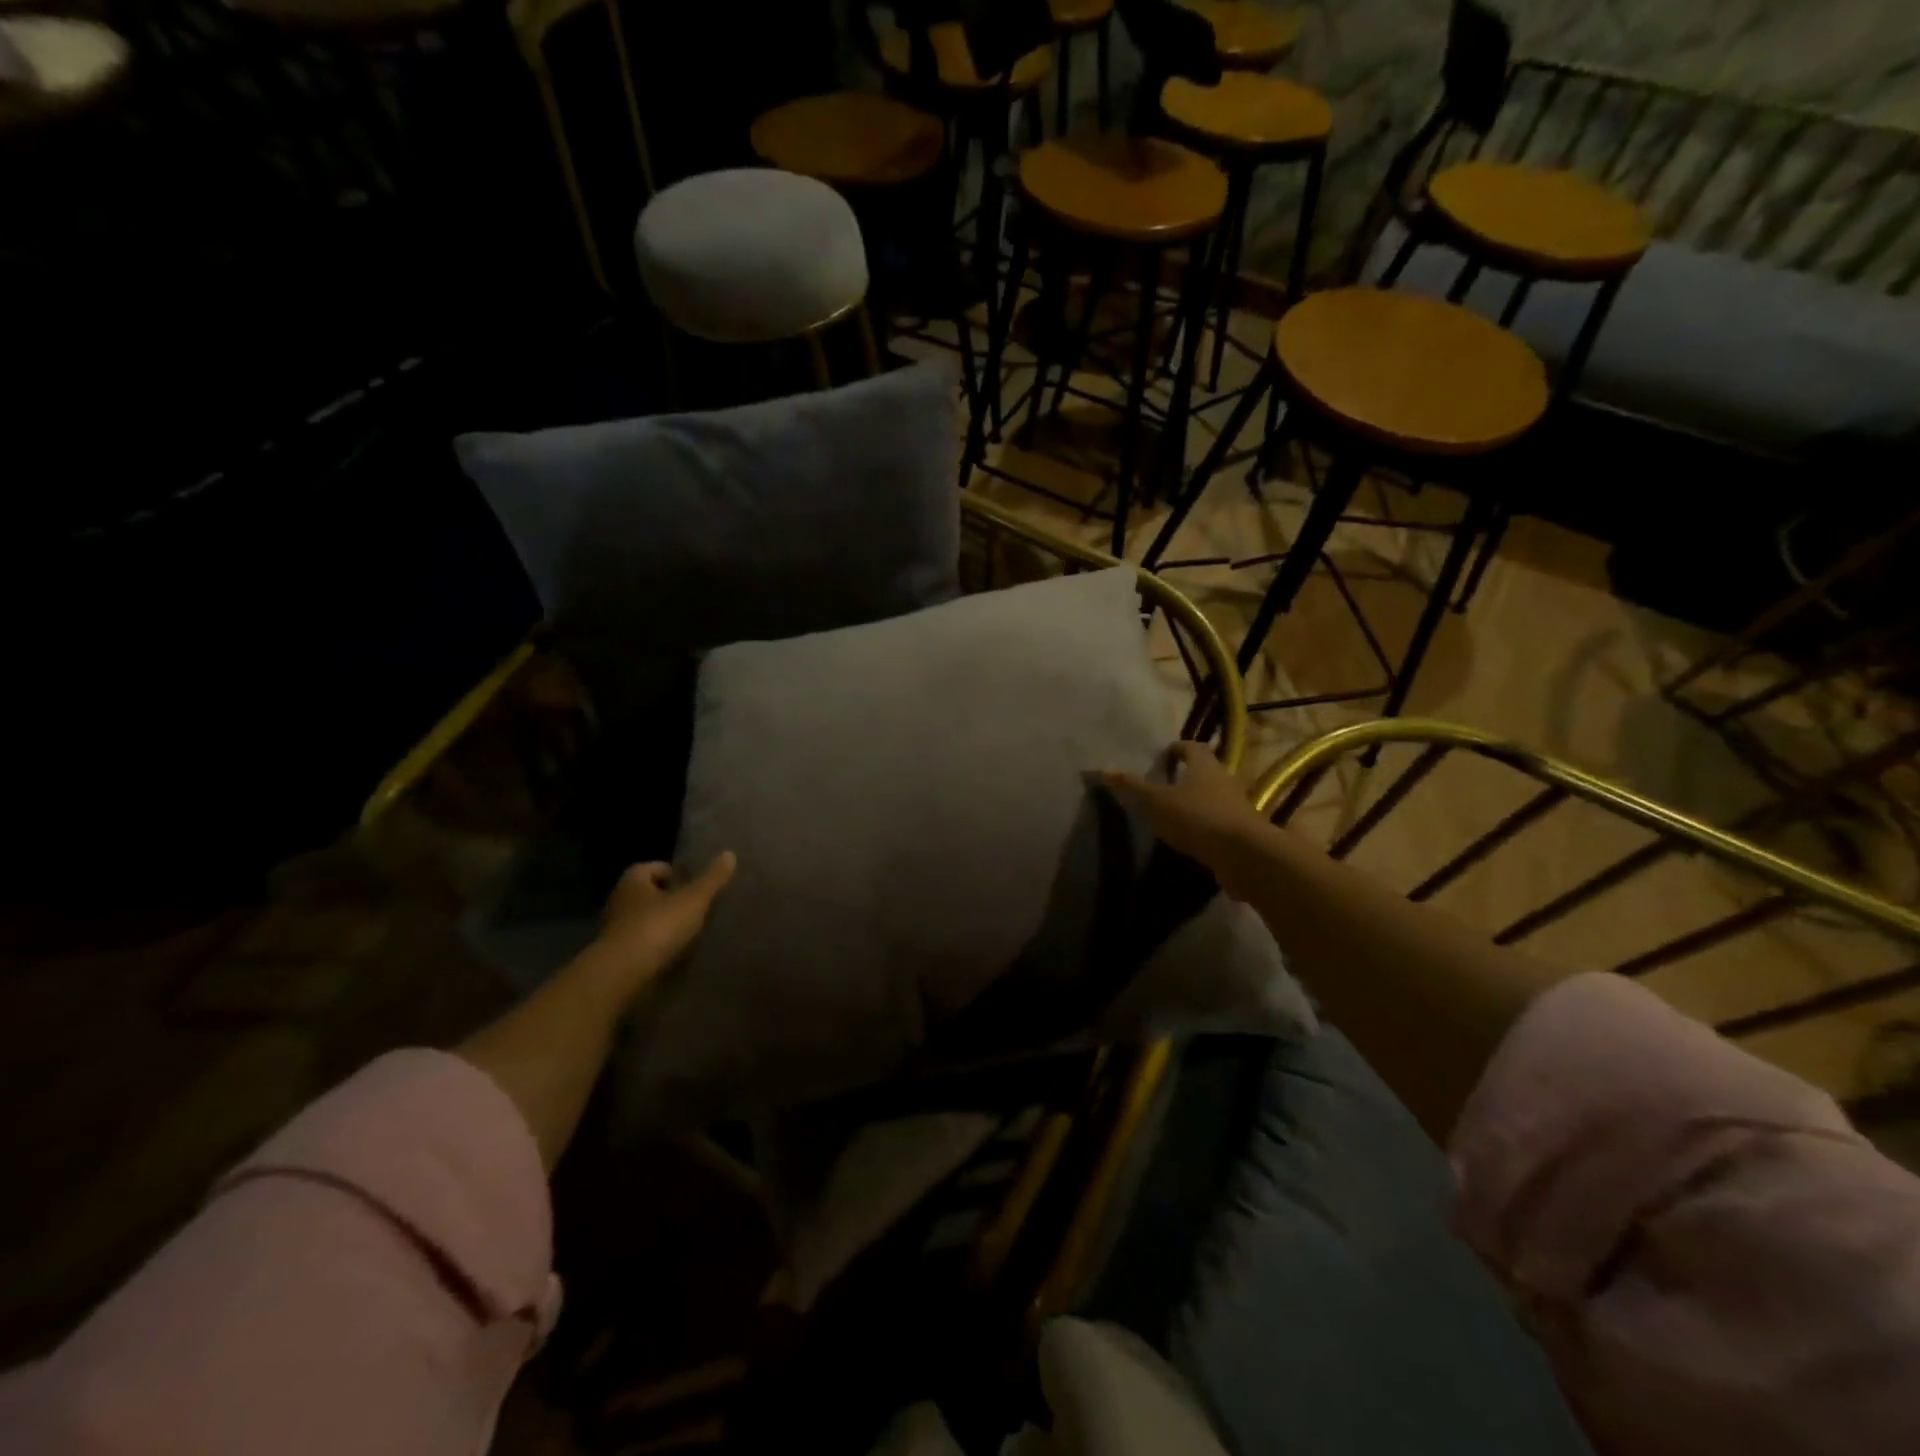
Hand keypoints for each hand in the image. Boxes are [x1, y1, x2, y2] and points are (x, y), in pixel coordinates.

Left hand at [576, 853, 736, 1006]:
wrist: (622, 974)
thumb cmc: (658, 926)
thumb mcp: (694, 899)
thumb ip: (712, 878)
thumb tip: (729, 854)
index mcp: (634, 879)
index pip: (657, 868)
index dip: (678, 875)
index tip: (696, 888)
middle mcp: (620, 899)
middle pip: (650, 893)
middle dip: (671, 899)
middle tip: (696, 909)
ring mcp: (615, 928)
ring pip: (645, 919)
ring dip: (663, 924)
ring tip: (689, 933)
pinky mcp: (616, 954)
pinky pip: (641, 942)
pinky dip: (656, 945)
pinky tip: (673, 953)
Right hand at [1099, 742, 1270, 896]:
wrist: (1245, 855)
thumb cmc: (1197, 817)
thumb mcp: (1157, 802)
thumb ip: (1132, 787)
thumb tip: (1103, 770)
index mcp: (1205, 766)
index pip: (1192, 747)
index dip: (1177, 749)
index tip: (1163, 756)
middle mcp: (1225, 780)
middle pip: (1205, 771)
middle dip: (1187, 775)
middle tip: (1164, 784)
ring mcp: (1237, 806)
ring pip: (1214, 796)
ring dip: (1197, 801)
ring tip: (1174, 812)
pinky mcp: (1242, 831)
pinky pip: (1220, 821)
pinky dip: (1205, 825)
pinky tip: (1191, 837)